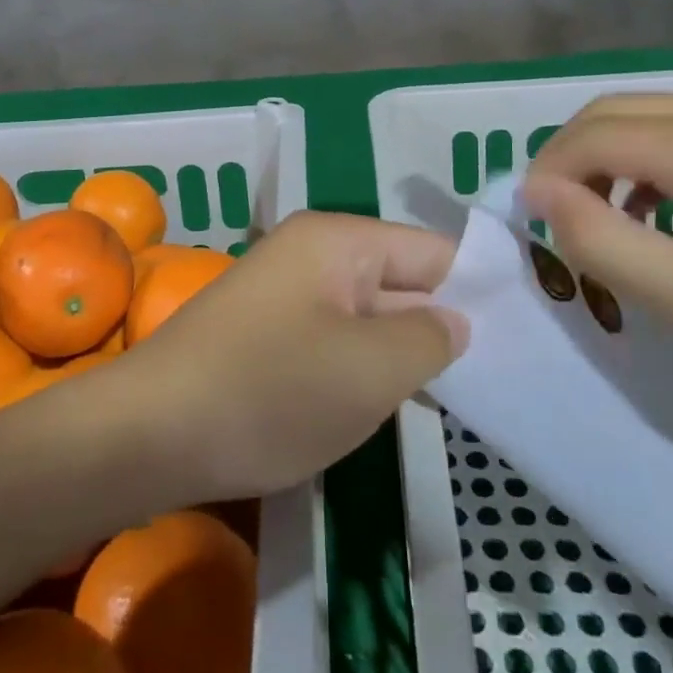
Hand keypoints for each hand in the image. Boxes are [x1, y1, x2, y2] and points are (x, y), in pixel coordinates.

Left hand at [106, 211, 467, 503]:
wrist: (149, 432)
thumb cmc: (269, 391)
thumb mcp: (368, 370)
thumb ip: (429, 338)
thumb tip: (454, 320)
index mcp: (338, 240)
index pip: (432, 250)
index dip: (477, 290)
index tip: (523, 336)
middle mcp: (311, 252)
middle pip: (399, 279)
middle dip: (440, 326)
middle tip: (497, 377)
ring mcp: (284, 292)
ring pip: (367, 315)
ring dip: (400, 353)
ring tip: (452, 396)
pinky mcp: (265, 332)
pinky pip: (333, 339)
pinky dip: (361, 367)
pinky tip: (385, 403)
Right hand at [522, 95, 672, 434]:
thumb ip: (604, 242)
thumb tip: (539, 195)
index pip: (598, 135)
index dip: (550, 172)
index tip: (532, 222)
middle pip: (620, 110)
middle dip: (572, 157)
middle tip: (558, 219)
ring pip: (653, 115)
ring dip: (611, 158)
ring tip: (604, 220)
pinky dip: (654, 161)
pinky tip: (664, 213)